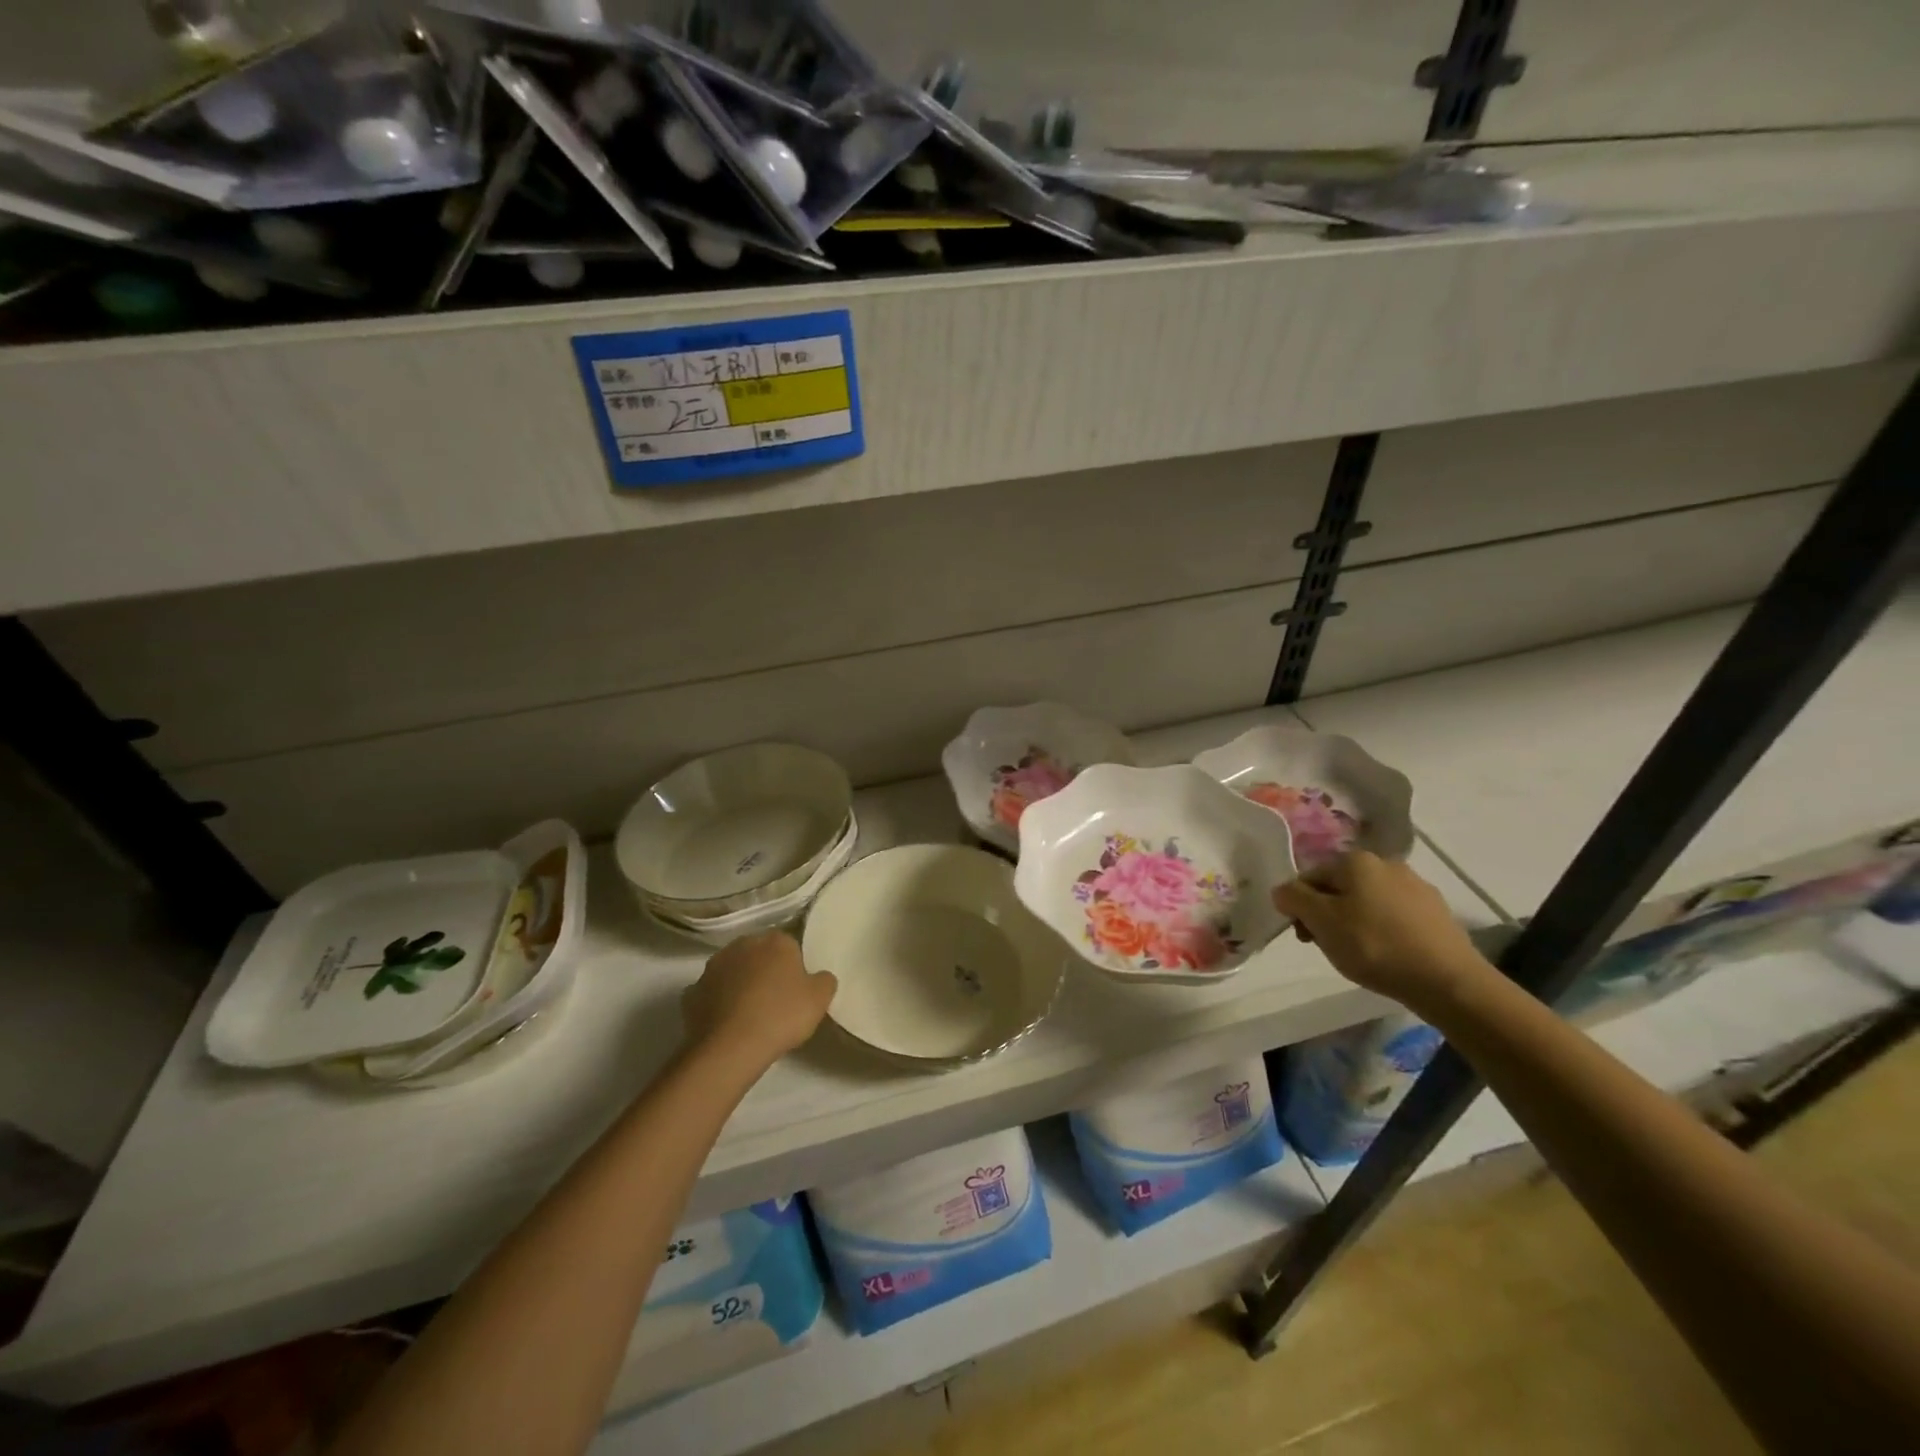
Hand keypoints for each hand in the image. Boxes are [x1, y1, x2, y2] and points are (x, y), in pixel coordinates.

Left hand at [682, 932, 837, 1070]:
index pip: (789, 945)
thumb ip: (824, 980)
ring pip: (732, 971)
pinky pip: (711, 994)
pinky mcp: (691, 993)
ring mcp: (712, 967)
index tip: (797, 988)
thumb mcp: (820, 999)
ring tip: (749, 1014)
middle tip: (775, 1000)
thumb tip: (819, 977)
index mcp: (775, 941)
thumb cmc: (781, 1016)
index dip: (794, 966)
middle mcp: (741, 945)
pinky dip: (717, 1004)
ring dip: (739, 984)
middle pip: (758, 954)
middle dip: (765, 970)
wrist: (730, 1048)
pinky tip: (727, 1024)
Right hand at [1274, 851, 1491, 1013]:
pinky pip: (1395, 916)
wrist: (1448, 980)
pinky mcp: (1436, 912)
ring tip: (1361, 954)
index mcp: (1355, 860)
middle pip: (1340, 888)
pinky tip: (1389, 954)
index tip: (1306, 937)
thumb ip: (1294, 898)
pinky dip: (1384, 931)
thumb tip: (1283, 890)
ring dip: (1355, 922)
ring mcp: (1416, 886)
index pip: (1310, 877)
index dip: (1300, 907)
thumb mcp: (1321, 921)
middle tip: (1330, 947)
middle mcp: (1386, 863)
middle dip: (1328, 915)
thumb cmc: (1374, 945)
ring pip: (1368, 901)